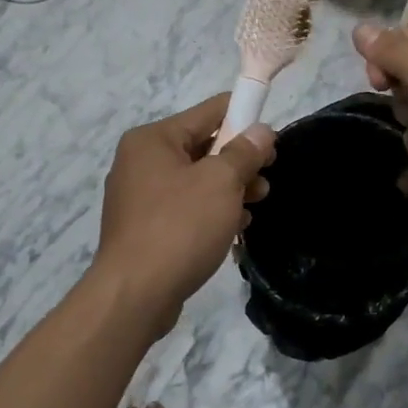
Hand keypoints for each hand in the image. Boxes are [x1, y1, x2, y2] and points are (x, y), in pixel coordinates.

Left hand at [93, 95, 274, 336]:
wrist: (135, 295)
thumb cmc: (179, 227)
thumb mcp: (221, 182)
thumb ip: (244, 152)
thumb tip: (261, 132)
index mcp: (153, 139)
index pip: (208, 112)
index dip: (244, 117)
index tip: (272, 138)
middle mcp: (141, 161)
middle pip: (203, 146)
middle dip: (239, 161)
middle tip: (266, 178)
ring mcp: (140, 196)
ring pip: (196, 180)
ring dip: (230, 189)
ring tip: (256, 205)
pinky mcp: (144, 227)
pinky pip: (186, 207)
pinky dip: (211, 211)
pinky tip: (235, 227)